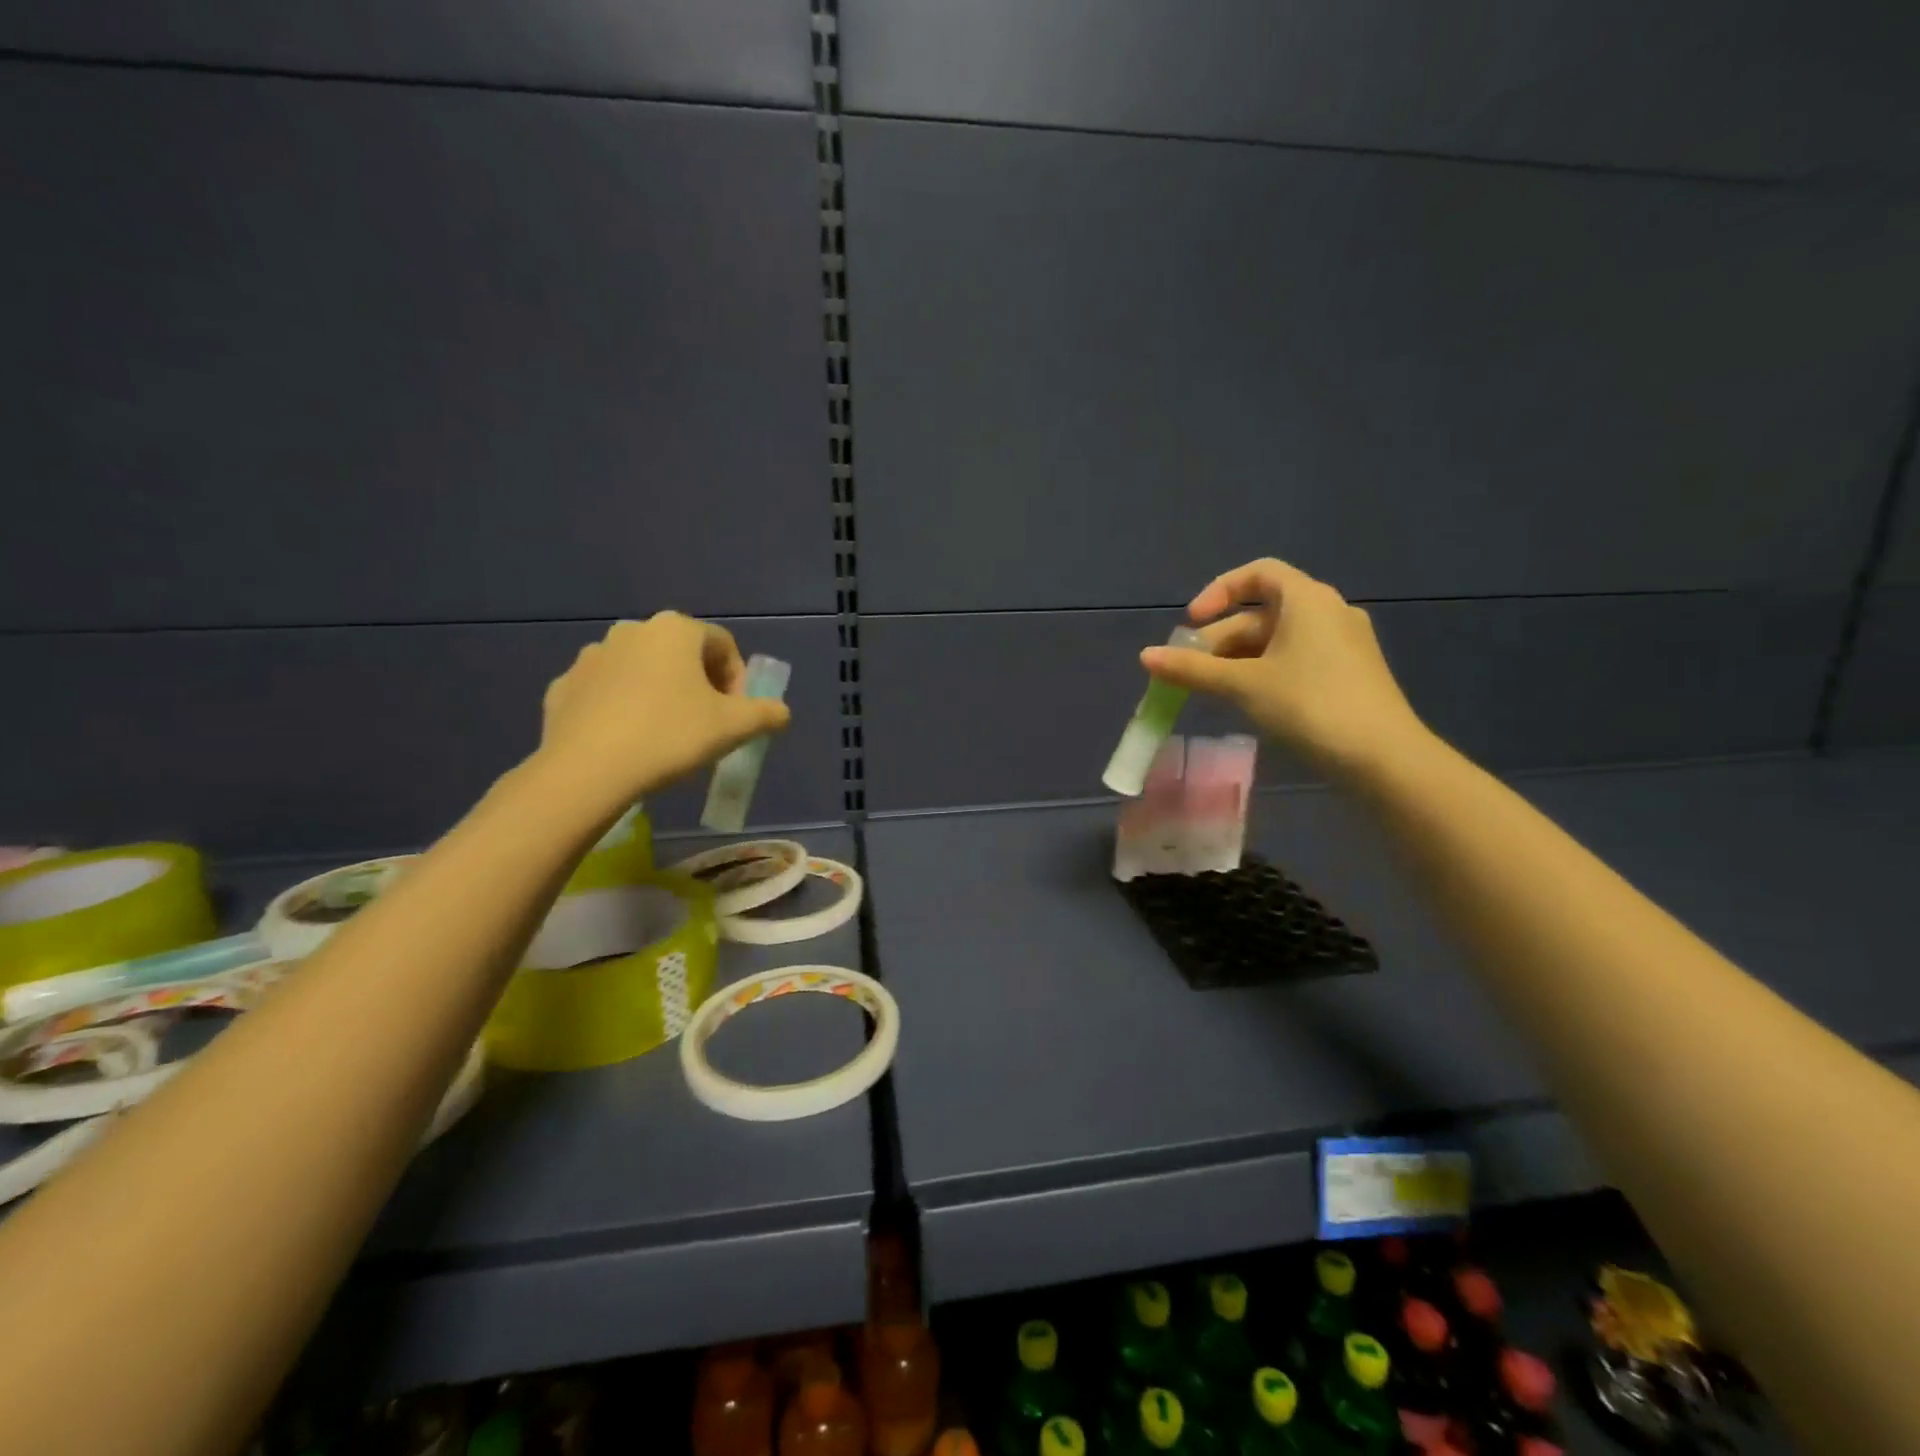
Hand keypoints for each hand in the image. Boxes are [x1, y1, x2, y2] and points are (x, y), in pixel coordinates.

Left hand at [534, 614, 790, 810]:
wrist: (587, 770)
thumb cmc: (670, 736)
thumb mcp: (734, 727)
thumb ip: (766, 714)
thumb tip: (781, 712)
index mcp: (676, 630)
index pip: (723, 646)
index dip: (737, 681)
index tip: (735, 715)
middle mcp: (632, 631)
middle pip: (681, 655)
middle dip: (699, 686)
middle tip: (705, 725)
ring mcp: (592, 656)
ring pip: (642, 672)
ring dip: (660, 694)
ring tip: (665, 736)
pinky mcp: (563, 686)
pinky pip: (606, 692)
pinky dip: (622, 709)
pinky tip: (628, 742)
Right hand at [1140, 558, 1430, 780]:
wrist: (1382, 757)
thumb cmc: (1309, 706)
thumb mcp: (1243, 686)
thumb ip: (1193, 669)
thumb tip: (1145, 656)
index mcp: (1308, 599)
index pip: (1258, 573)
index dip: (1219, 591)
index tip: (1192, 622)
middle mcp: (1330, 612)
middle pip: (1264, 611)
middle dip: (1222, 638)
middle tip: (1191, 670)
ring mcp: (1345, 643)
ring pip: (1279, 639)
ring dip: (1240, 658)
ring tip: (1213, 690)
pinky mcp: (1350, 673)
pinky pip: (1298, 658)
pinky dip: (1266, 670)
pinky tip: (1249, 701)